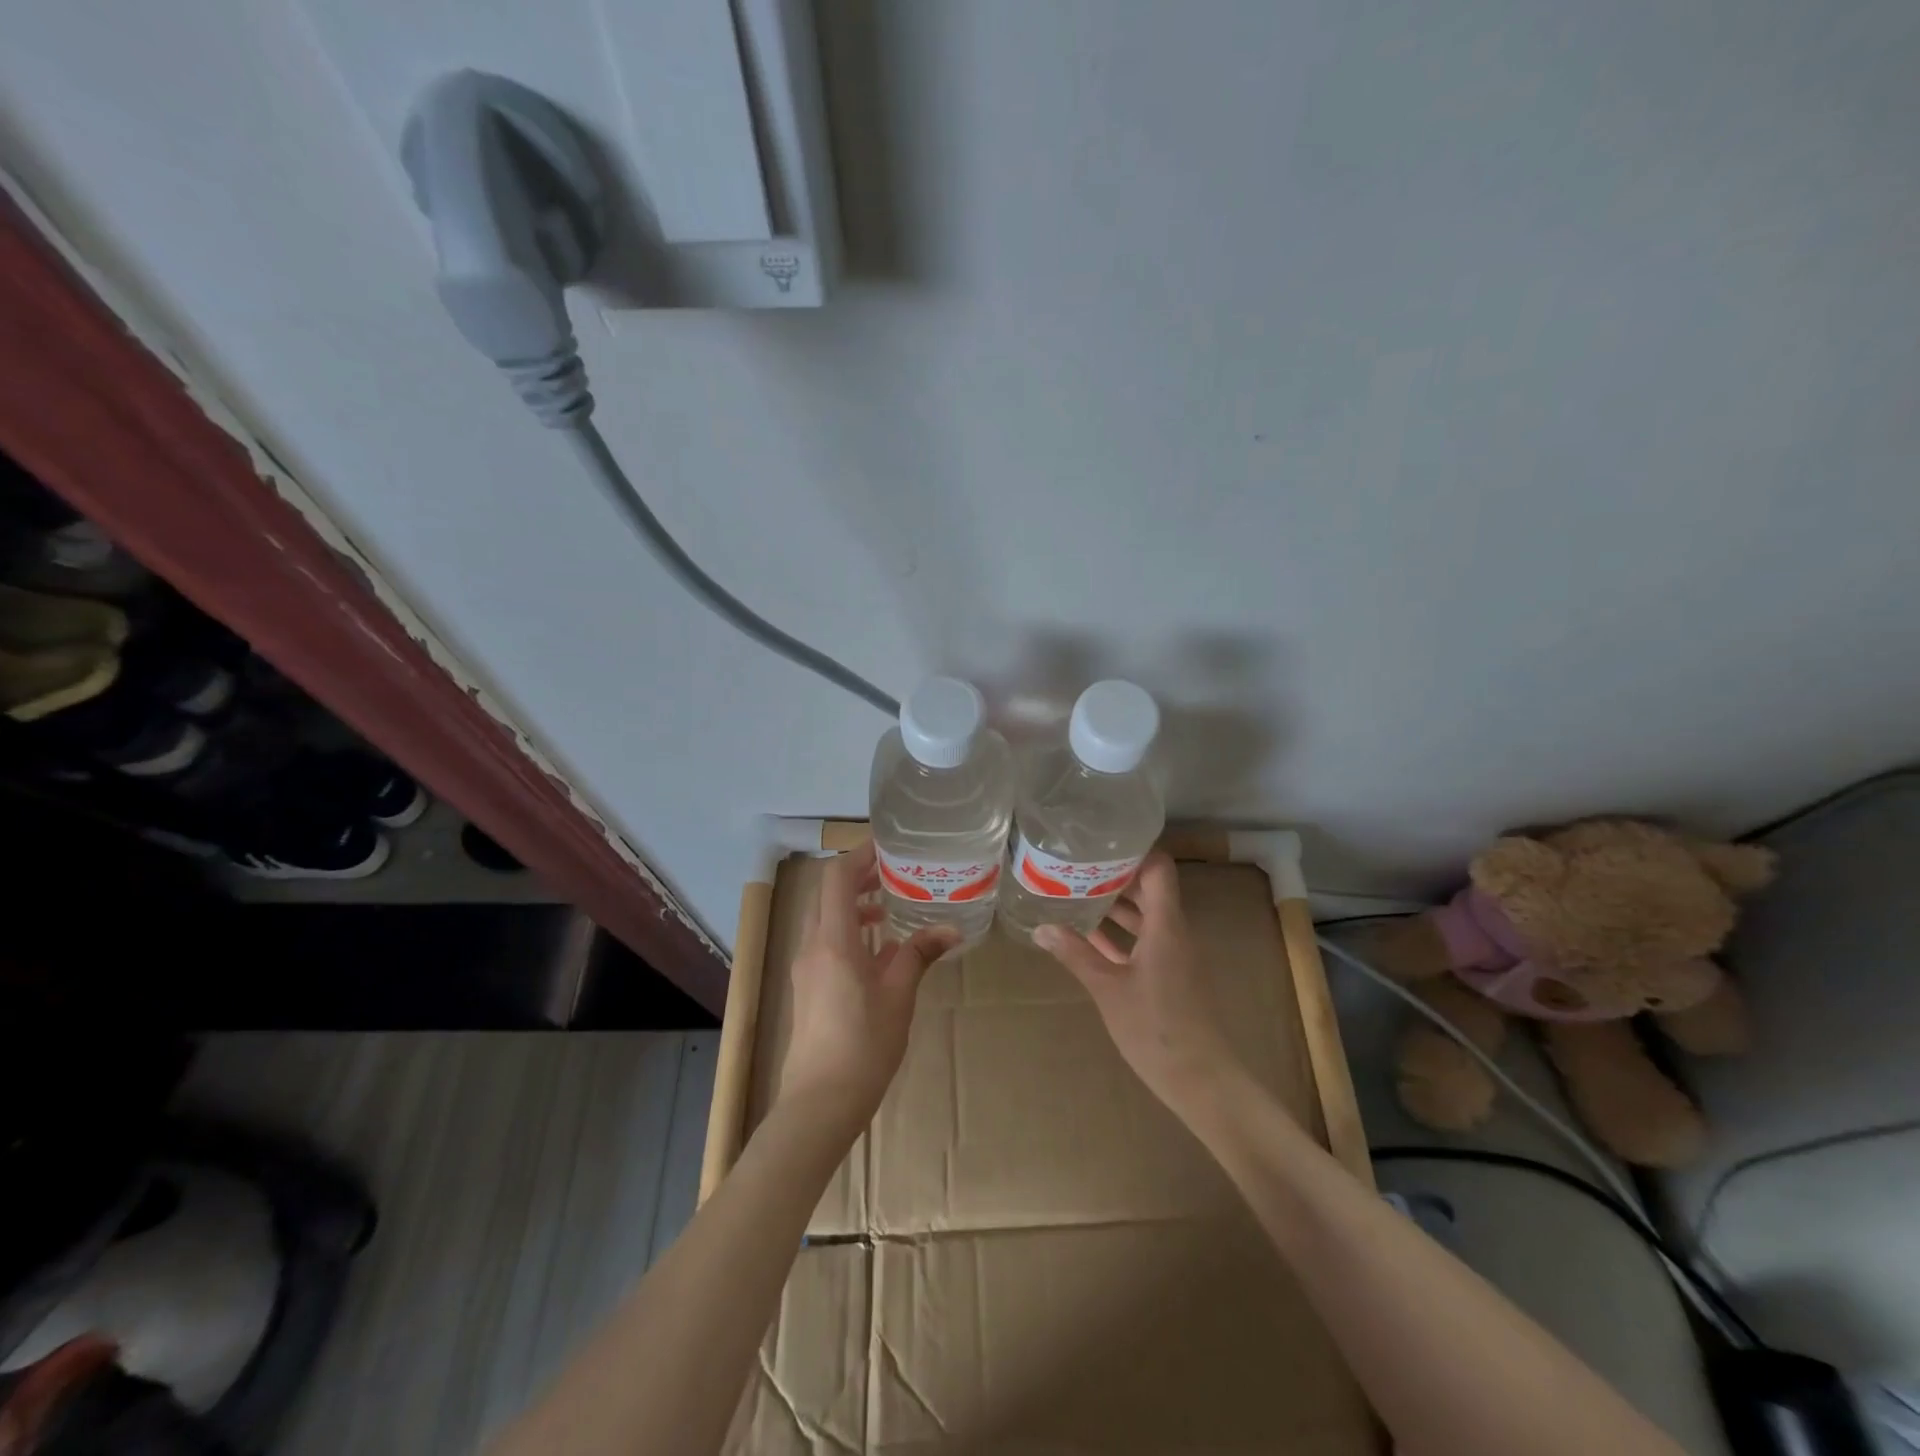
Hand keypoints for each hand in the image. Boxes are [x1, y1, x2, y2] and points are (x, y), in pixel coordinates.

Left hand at [779, 841, 956, 1134]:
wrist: (820, 1102)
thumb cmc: (864, 1044)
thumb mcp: (899, 995)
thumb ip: (920, 954)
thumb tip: (951, 929)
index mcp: (833, 940)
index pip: (837, 878)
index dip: (858, 855)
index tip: (886, 846)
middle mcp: (813, 946)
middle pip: (828, 895)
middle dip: (859, 878)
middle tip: (894, 873)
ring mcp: (806, 967)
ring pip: (826, 919)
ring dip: (854, 906)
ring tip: (889, 909)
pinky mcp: (808, 986)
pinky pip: (826, 942)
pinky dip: (849, 932)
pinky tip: (879, 951)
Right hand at [1034, 851, 1240, 1116]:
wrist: (1201, 1080)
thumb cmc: (1156, 1028)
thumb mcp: (1108, 989)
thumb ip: (1075, 955)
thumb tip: (1040, 928)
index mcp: (1166, 925)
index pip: (1158, 869)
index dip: (1134, 851)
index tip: (1099, 842)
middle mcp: (1173, 932)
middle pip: (1149, 889)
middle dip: (1115, 876)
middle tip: (1076, 865)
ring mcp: (1172, 955)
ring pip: (1144, 916)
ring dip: (1114, 906)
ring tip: (1075, 893)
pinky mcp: (1168, 976)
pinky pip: (1143, 941)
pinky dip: (1119, 935)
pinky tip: (1087, 936)